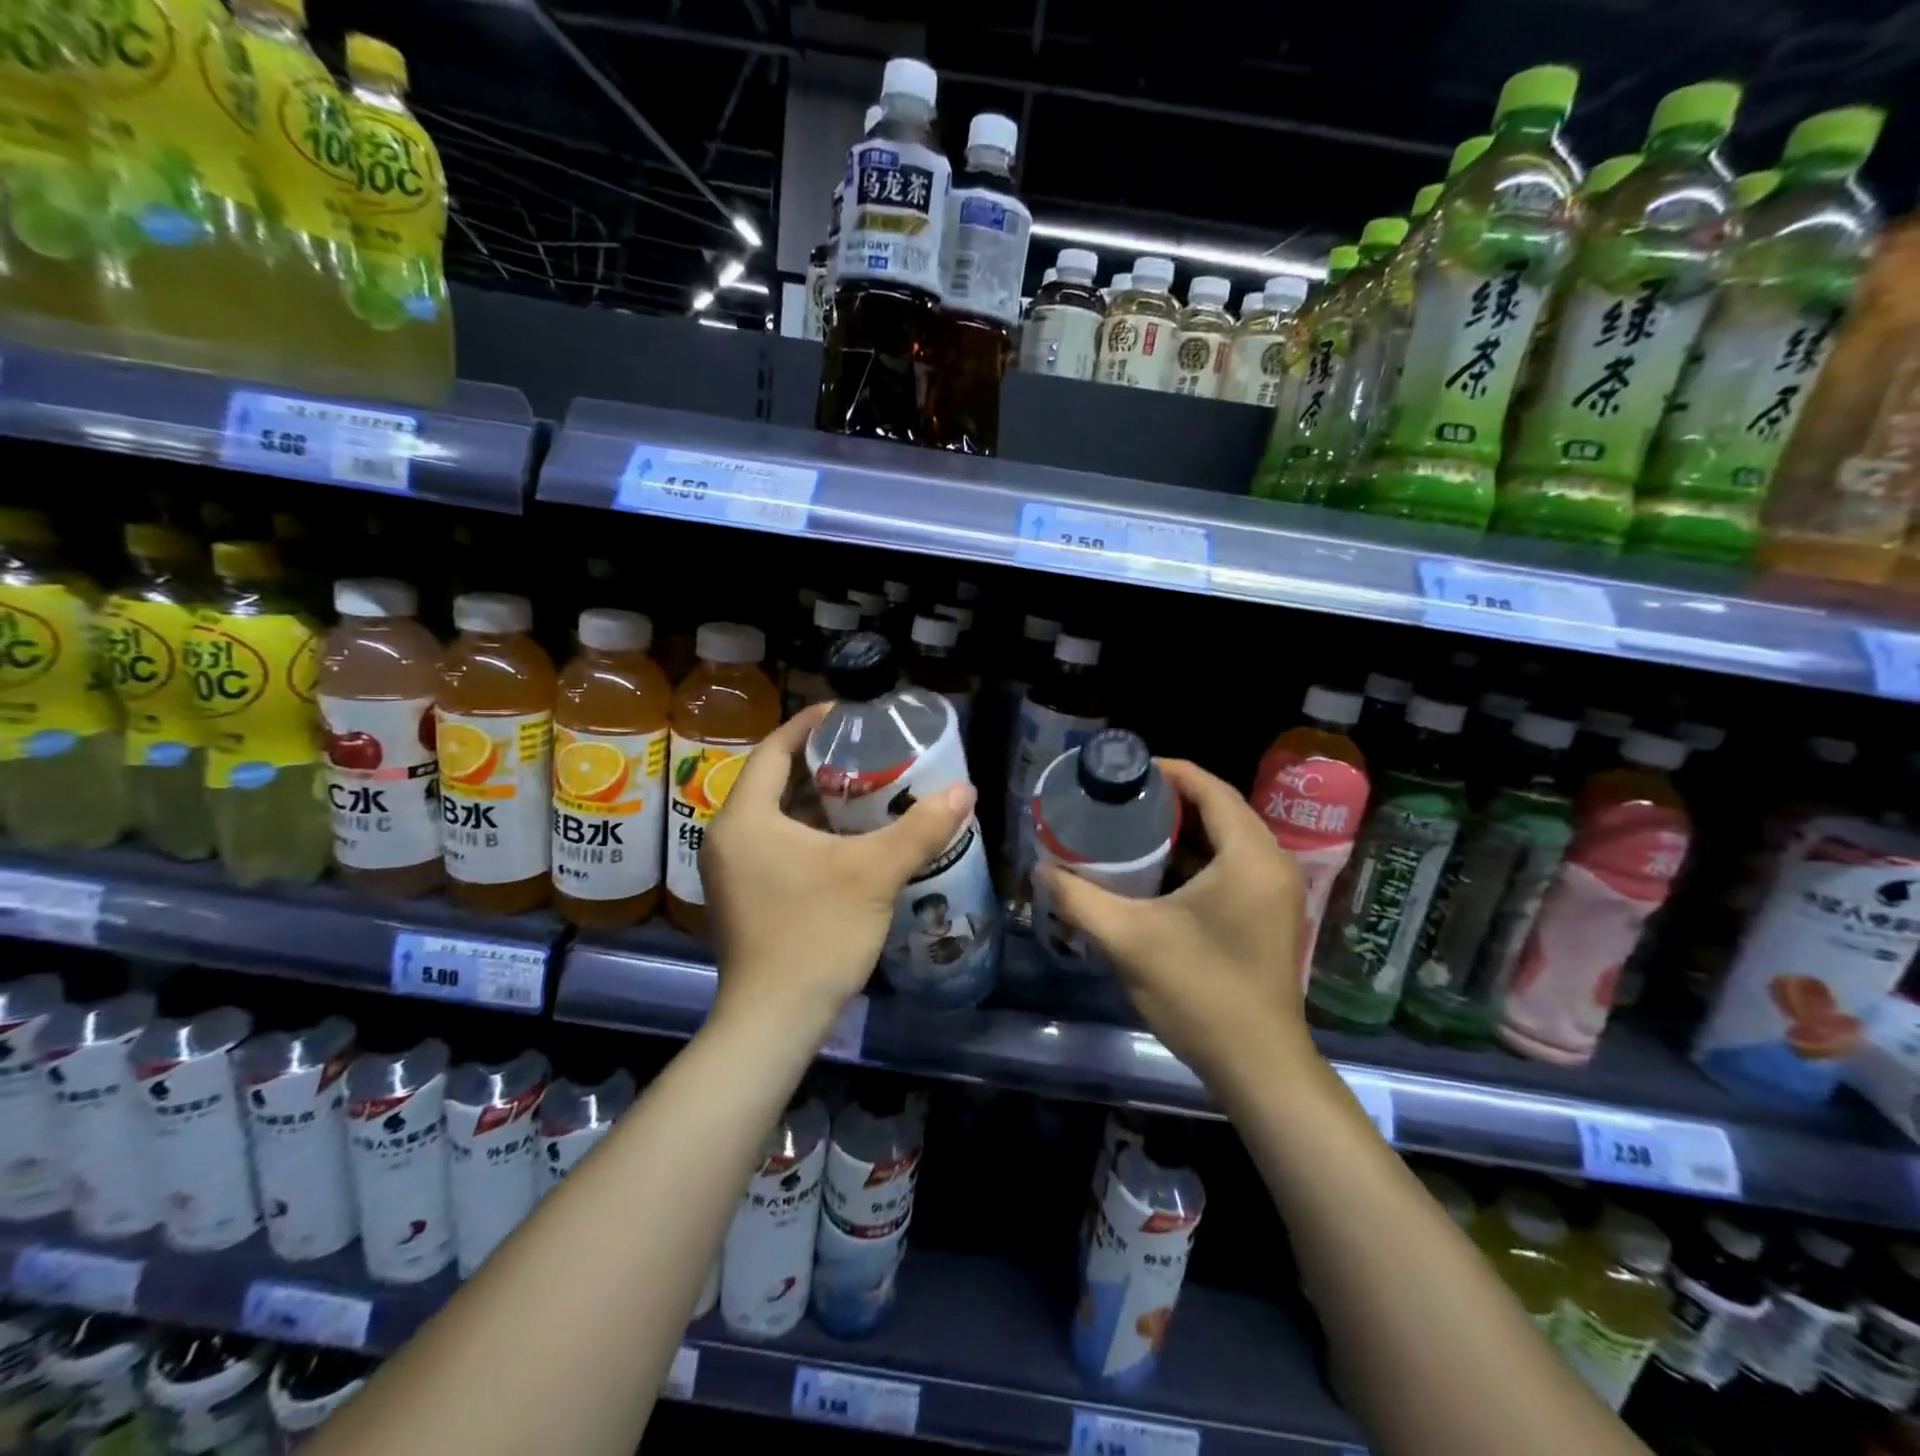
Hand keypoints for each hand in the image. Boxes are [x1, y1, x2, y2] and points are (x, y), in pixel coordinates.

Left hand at [702, 704, 975, 1037]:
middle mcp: (727, 838)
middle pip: (772, 782)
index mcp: (745, 819)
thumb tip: (965, 790)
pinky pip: (774, 845)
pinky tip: (847, 840)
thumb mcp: (875, 874)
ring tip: (864, 788)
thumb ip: (920, 829)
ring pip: (775, 817)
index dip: (807, 725)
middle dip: (818, 764)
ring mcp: (730, 872)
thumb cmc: (816, 934)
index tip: (844, 712)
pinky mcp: (742, 898)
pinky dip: (808, 833)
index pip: (772, 751)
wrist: (775, 1022)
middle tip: (865, 752)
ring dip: (815, 802)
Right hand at [1035, 758, 1311, 1088]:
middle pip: (1219, 809)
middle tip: (1117, 801)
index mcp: (1249, 856)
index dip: (1165, 771)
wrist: (1258, 1067)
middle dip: (1168, 801)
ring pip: (1226, 840)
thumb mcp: (1128, 940)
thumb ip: (1079, 898)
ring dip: (1181, 831)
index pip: (1209, 788)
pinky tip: (1155, 873)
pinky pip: (1232, 866)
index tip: (1121, 772)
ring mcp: (1275, 892)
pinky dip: (1196, 859)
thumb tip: (1040, 869)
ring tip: (1128, 830)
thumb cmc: (1199, 993)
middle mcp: (1271, 864)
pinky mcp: (1270, 915)